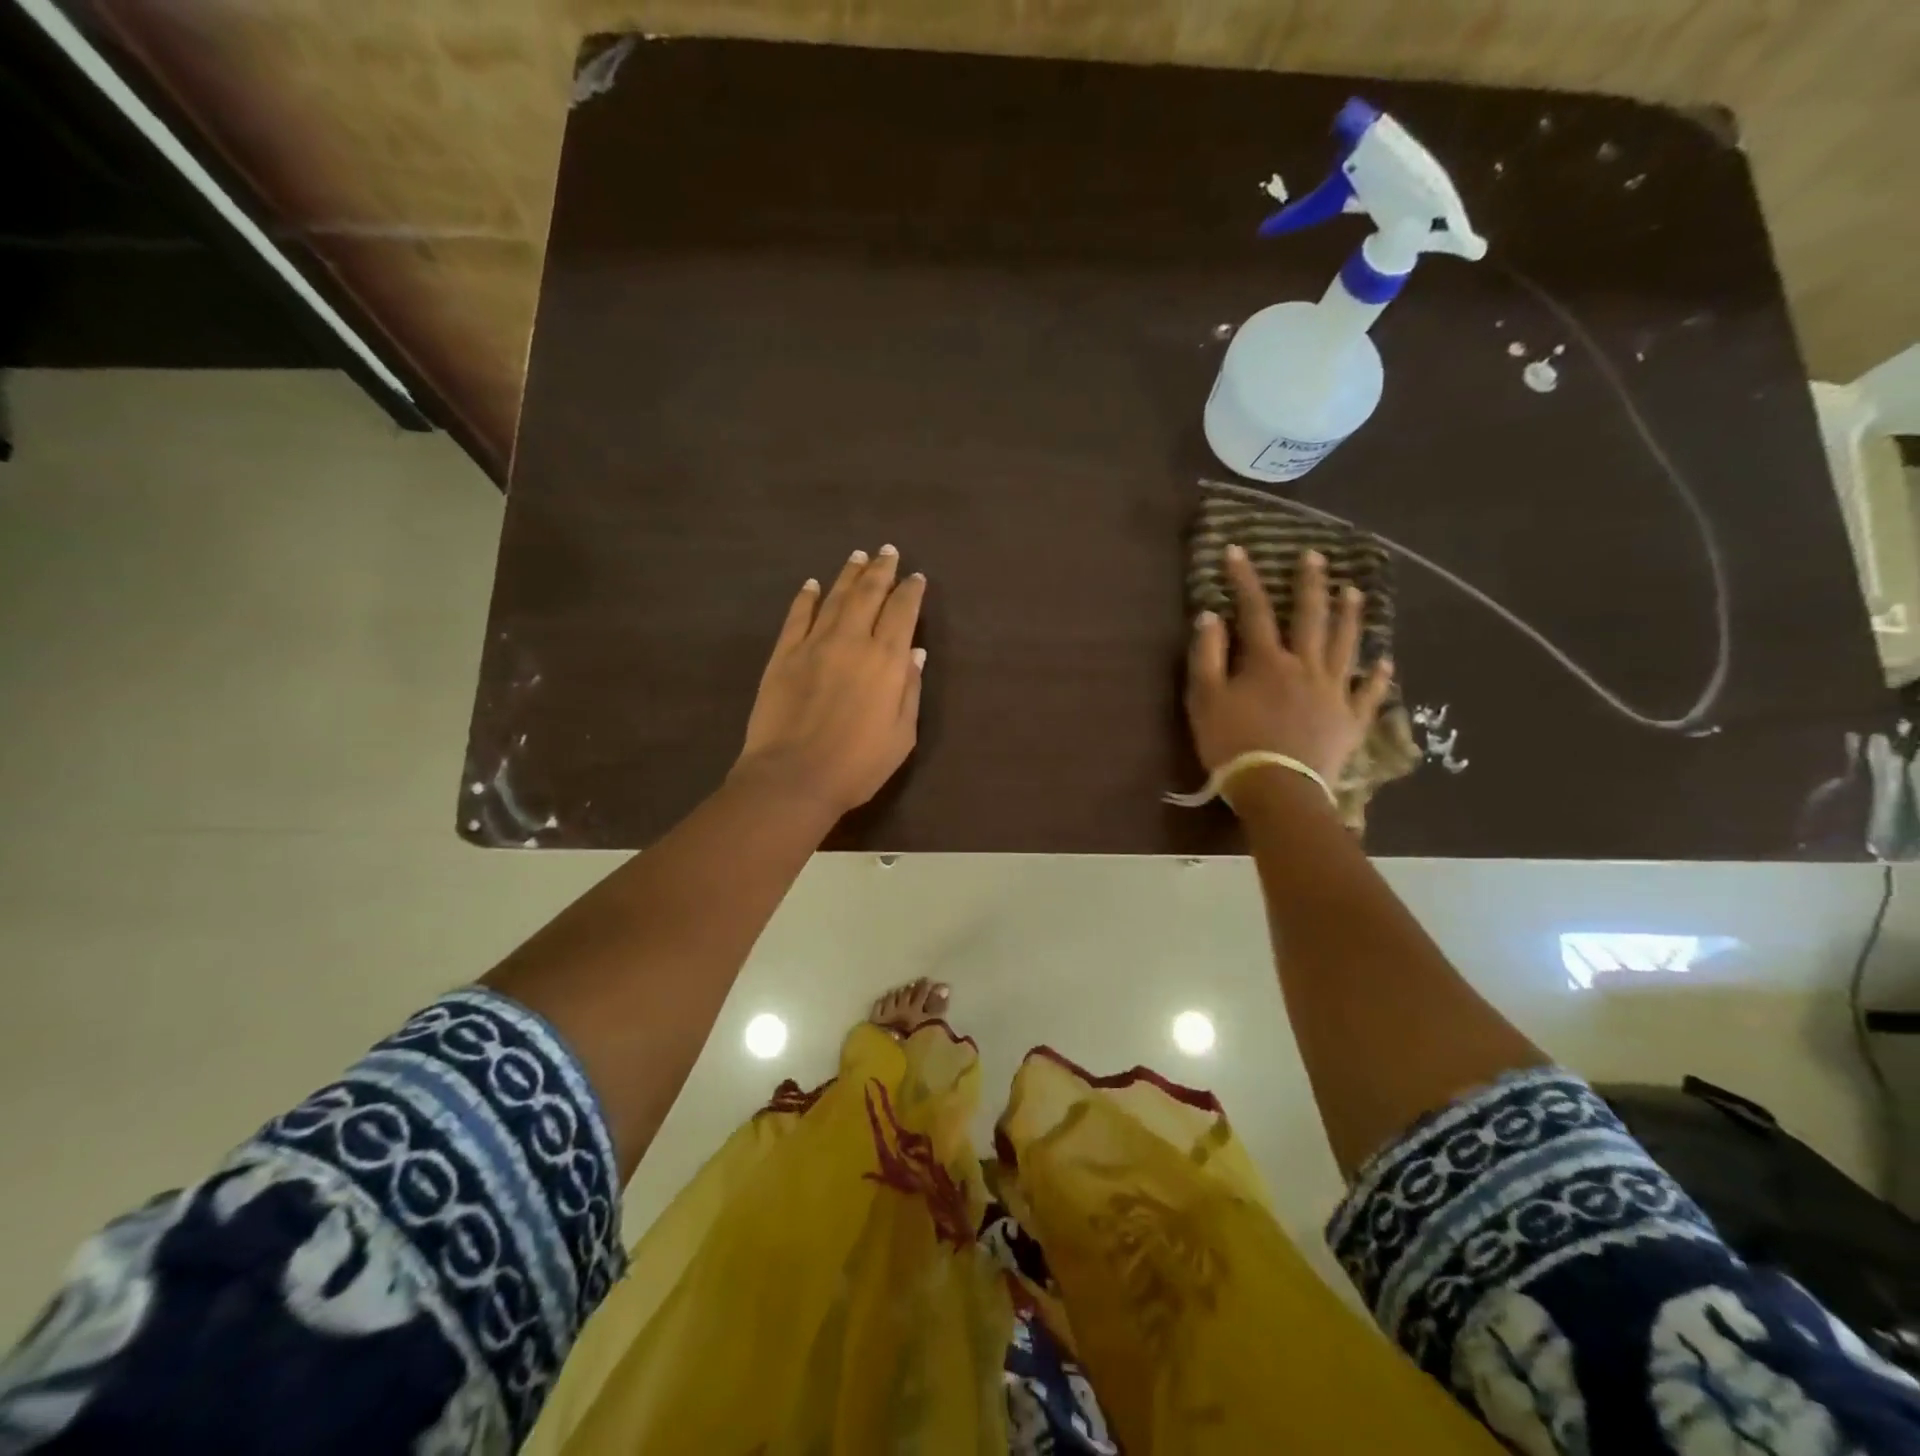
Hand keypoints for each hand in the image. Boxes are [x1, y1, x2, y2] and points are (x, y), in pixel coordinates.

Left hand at [732, 545, 926, 817]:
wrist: (793, 778)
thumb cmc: (857, 765)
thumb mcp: (901, 735)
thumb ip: (909, 690)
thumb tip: (914, 653)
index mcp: (886, 660)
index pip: (902, 612)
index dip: (911, 592)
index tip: (916, 577)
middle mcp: (852, 641)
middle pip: (869, 594)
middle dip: (881, 570)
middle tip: (888, 551)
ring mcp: (813, 644)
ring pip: (835, 598)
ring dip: (849, 574)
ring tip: (858, 555)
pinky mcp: (783, 655)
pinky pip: (797, 616)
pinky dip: (807, 597)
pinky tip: (813, 584)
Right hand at [1185, 545, 1392, 785]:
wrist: (1278, 789)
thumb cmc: (1233, 744)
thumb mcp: (1205, 700)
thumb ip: (1207, 655)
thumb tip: (1210, 615)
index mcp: (1267, 661)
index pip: (1254, 610)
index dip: (1245, 579)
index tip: (1238, 551)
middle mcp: (1305, 667)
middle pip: (1310, 618)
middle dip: (1310, 585)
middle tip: (1316, 557)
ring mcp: (1333, 692)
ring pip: (1345, 646)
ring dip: (1350, 617)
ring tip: (1355, 592)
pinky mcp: (1350, 720)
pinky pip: (1368, 693)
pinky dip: (1378, 677)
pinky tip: (1385, 661)